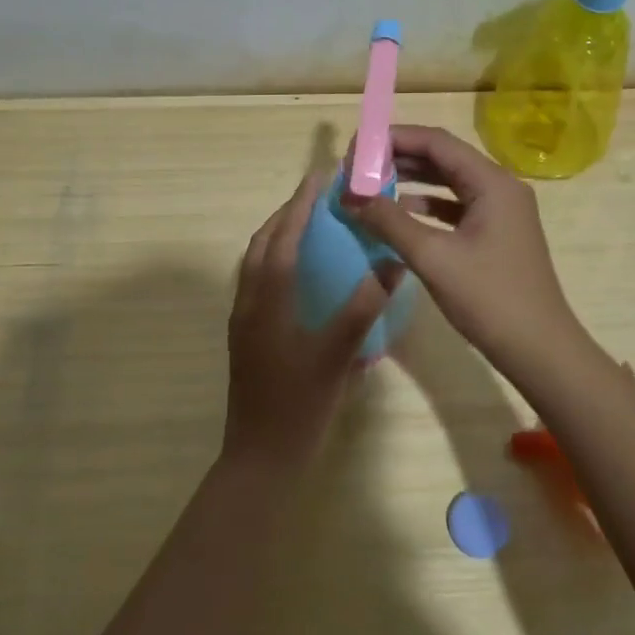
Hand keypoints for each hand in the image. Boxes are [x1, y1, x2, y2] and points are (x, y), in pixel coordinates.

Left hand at [224, 168, 399, 469]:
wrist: (260, 458)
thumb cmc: (299, 406)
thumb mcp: (337, 355)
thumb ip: (364, 307)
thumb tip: (392, 262)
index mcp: (267, 299)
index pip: (282, 237)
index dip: (301, 203)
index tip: (321, 175)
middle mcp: (248, 301)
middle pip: (262, 243)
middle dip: (287, 214)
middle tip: (319, 196)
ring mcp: (243, 320)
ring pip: (256, 262)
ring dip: (279, 236)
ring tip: (311, 225)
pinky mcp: (246, 336)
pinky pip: (258, 282)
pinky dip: (276, 261)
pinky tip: (302, 275)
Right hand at [347, 126, 586, 376]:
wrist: (539, 349)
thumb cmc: (489, 299)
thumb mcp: (432, 257)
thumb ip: (389, 221)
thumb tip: (348, 195)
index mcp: (492, 182)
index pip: (437, 142)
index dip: (394, 139)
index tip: (357, 148)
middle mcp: (500, 187)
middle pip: (444, 158)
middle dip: (400, 158)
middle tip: (359, 167)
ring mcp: (502, 211)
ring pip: (450, 182)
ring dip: (412, 181)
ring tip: (372, 185)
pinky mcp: (497, 233)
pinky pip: (457, 206)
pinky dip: (428, 206)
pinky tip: (401, 214)